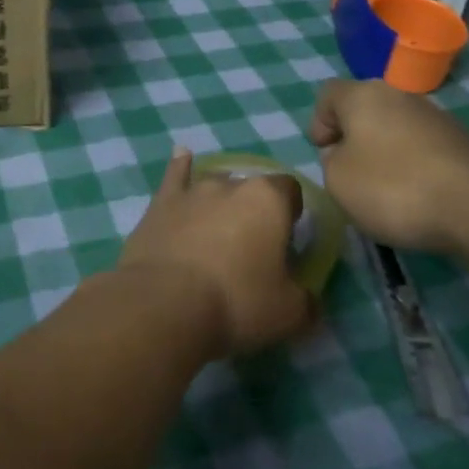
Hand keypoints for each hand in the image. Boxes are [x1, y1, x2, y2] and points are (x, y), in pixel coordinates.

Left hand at [116, 148, 315, 357]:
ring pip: (215, 185)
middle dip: (254, 211)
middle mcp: (230, 185)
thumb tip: (308, 299)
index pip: (290, 190)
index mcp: (268, 200)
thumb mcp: (289, 314)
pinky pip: (174, 176)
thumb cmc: (235, 302)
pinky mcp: (160, 204)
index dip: (291, 211)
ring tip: (219, 227)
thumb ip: (306, 300)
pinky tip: (181, 154)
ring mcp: (192, 191)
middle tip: (251, 247)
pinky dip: (180, 166)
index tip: (287, 239)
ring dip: (221, 201)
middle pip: (251, 189)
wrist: (163, 303)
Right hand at [308, 79, 468, 254]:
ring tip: (385, 190)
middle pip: (364, 109)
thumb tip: (345, 153)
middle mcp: (399, 95)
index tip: (324, 154)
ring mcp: (435, 116)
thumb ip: (330, 161)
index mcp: (363, 95)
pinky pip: (421, 147)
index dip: (319, 122)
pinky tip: (415, 195)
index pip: (327, 94)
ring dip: (384, 152)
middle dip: (354, 138)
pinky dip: (412, 165)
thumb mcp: (337, 181)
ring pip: (395, 128)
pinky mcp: (461, 141)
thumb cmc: (393, 187)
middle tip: (350, 173)